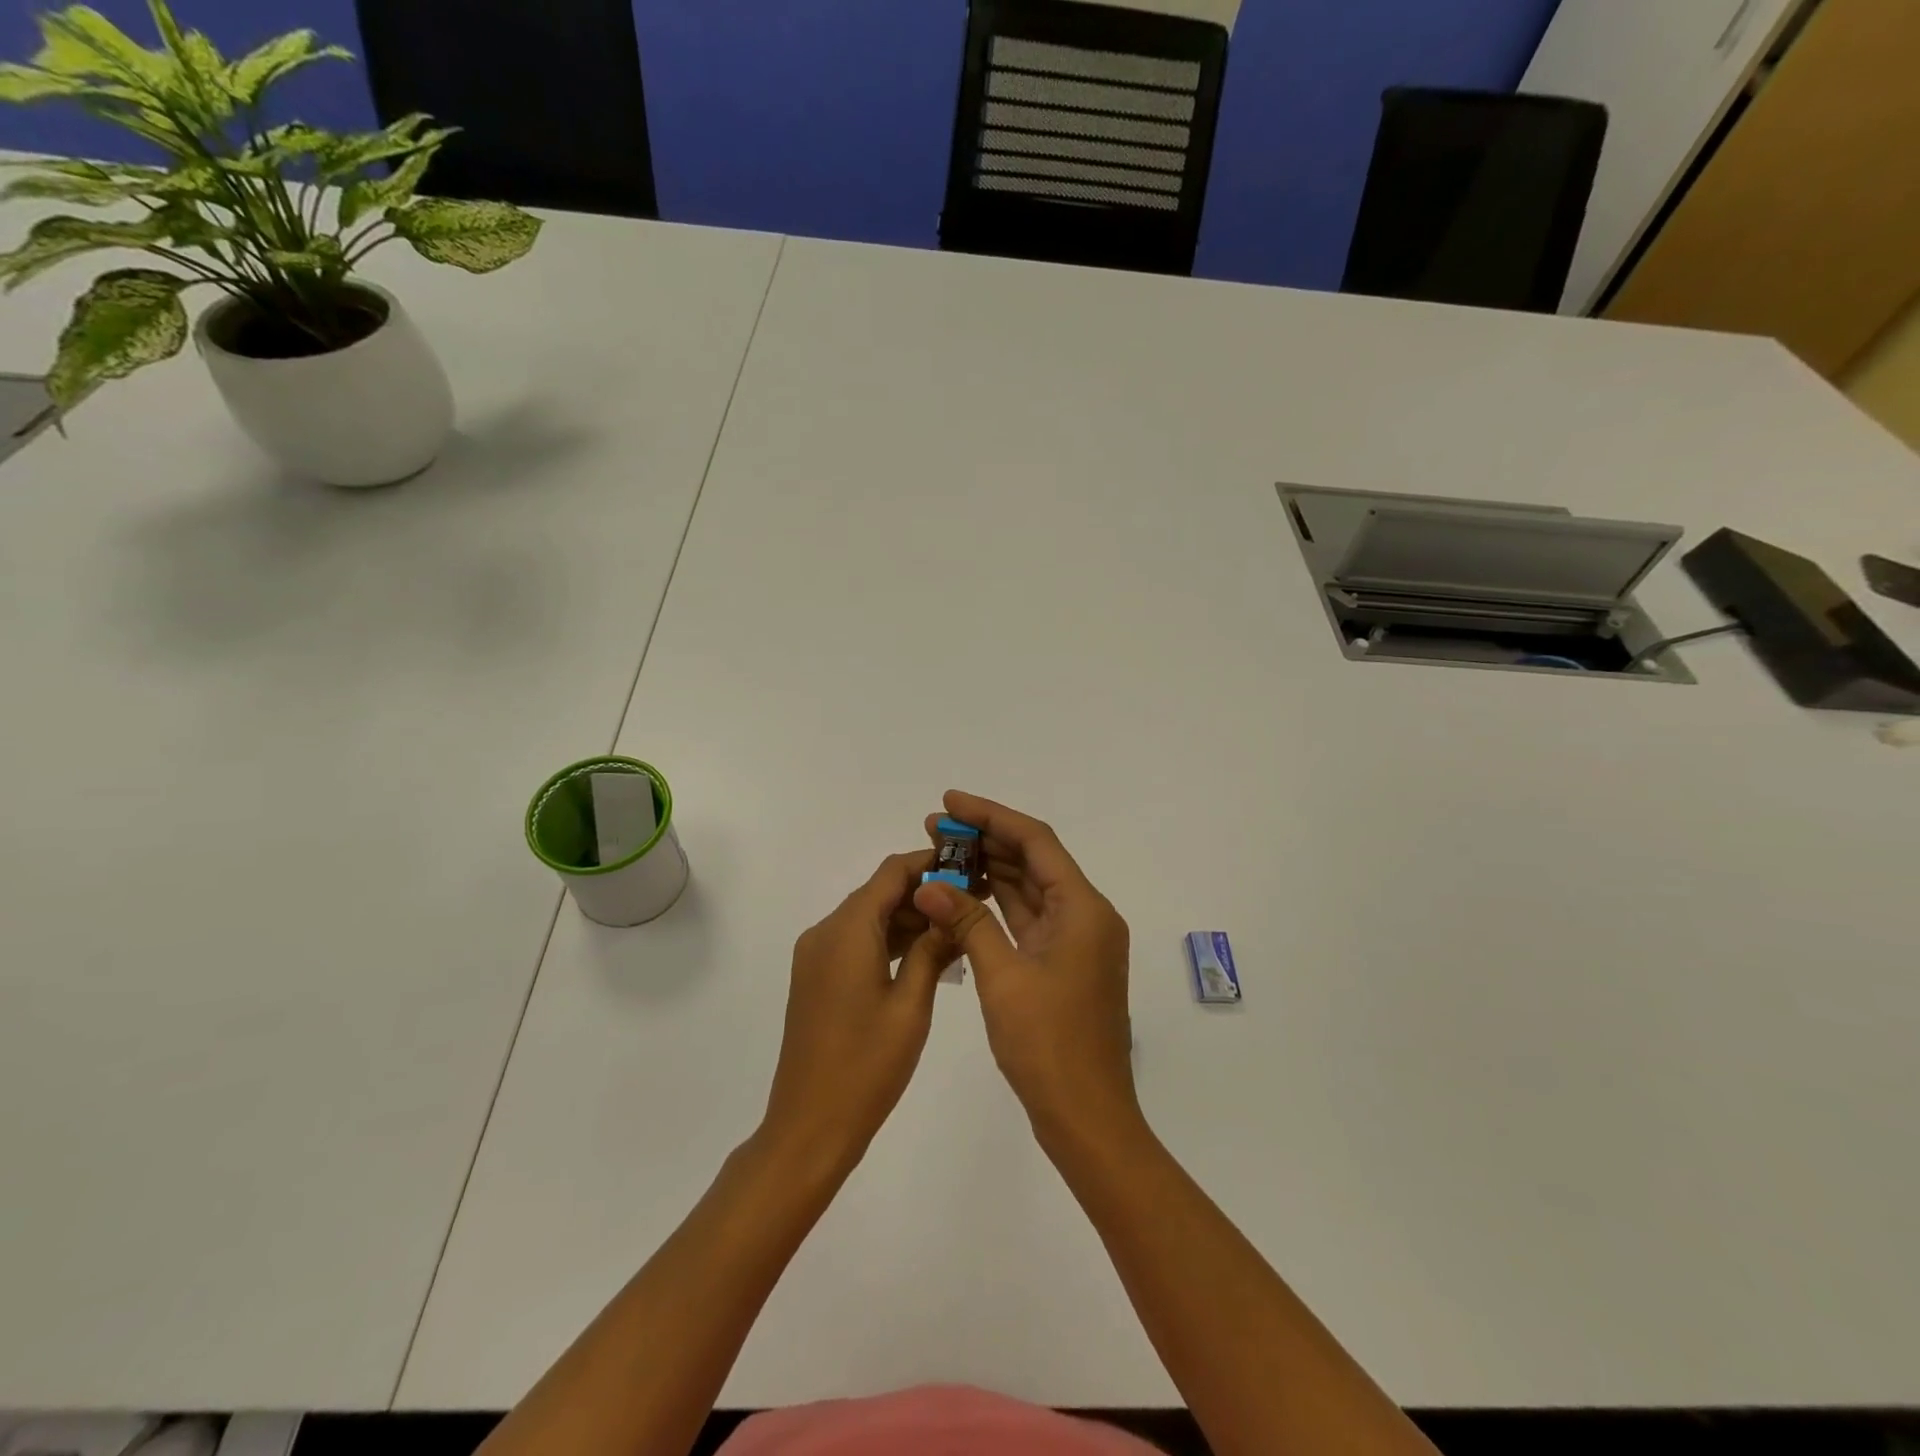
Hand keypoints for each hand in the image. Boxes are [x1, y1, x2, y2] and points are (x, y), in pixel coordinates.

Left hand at [762, 852, 957, 1174]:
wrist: (809, 1127)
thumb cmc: (867, 1066)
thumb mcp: (912, 1004)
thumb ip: (932, 949)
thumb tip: (953, 909)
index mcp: (846, 930)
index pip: (891, 872)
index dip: (931, 863)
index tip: (970, 865)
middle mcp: (825, 932)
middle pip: (879, 892)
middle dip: (924, 891)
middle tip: (973, 899)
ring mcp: (816, 955)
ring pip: (868, 918)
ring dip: (909, 917)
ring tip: (957, 926)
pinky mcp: (816, 977)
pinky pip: (856, 942)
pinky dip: (889, 940)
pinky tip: (926, 953)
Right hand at [914, 792, 1138, 1153]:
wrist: (1087, 1118)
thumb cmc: (1048, 1047)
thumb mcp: (1002, 978)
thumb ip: (967, 922)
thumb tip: (927, 884)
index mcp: (1083, 908)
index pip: (1035, 841)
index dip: (991, 815)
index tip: (950, 801)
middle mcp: (1087, 915)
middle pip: (1034, 860)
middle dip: (986, 840)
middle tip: (935, 827)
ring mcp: (1077, 940)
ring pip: (1030, 889)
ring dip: (990, 869)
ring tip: (943, 852)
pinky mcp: (1064, 962)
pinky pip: (1029, 918)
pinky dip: (998, 903)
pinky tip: (964, 893)